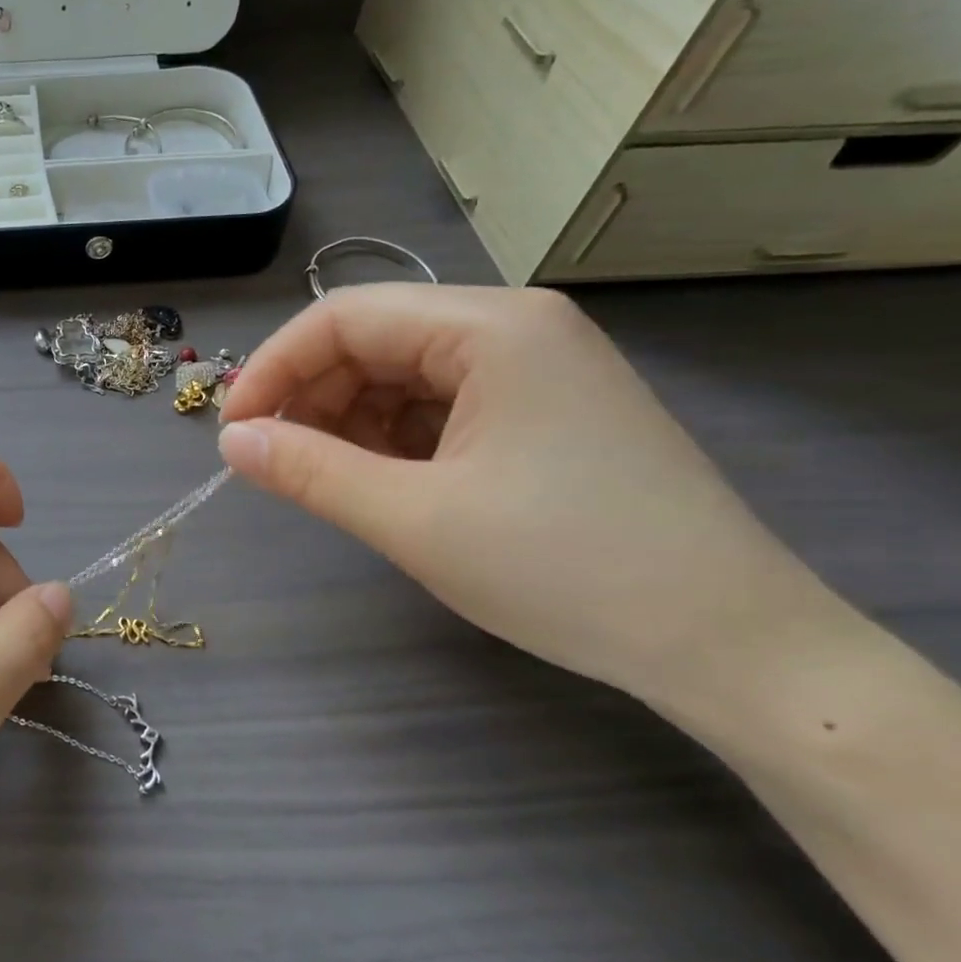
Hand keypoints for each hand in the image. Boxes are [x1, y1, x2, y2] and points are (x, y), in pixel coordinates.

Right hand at [216, 285, 833, 709]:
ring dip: (349, 423)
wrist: (728, 644)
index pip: (343, 317)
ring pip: (403, 376)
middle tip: (275, 465)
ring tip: (329, 481)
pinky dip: (394, 440)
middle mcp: (517, 329)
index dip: (274, 368)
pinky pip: (440, 407)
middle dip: (311, 398)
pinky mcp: (544, 413)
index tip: (233, 433)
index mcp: (492, 327)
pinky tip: (384, 484)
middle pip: (374, 341)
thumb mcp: (414, 519)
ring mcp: (537, 370)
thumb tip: (231, 442)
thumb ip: (309, 471)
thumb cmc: (564, 568)